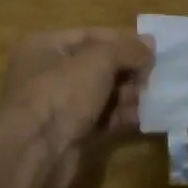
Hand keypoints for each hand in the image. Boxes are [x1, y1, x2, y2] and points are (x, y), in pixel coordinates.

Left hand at [0, 29, 153, 187]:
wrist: (36, 151)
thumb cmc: (62, 92)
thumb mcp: (98, 60)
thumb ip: (126, 49)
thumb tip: (150, 43)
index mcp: (44, 46)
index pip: (89, 35)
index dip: (121, 40)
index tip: (151, 48)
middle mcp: (47, 73)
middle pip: (97, 65)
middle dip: (126, 71)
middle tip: (152, 77)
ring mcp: (57, 105)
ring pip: (100, 93)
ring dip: (126, 95)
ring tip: (150, 98)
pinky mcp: (69, 132)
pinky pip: (100, 118)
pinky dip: (119, 116)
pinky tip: (141, 117)